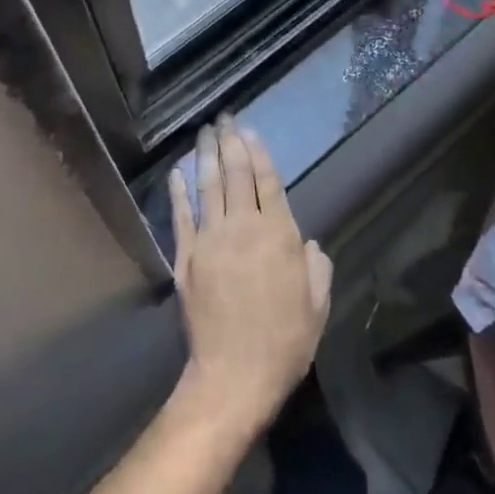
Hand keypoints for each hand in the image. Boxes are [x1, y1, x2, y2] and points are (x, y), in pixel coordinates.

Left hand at [169, 117, 331, 441]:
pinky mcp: (186, 259)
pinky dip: (178, 191)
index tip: (249, 130)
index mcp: (279, 235)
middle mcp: (244, 228)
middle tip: (225, 117)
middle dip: (231, 142)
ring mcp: (210, 241)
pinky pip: (181, 217)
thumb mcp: (317, 305)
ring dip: (206, 155)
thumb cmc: (284, 341)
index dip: (258, 152)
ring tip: (205, 131)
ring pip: (208, 187)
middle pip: (236, 174)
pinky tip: (177, 171)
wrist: (234, 376)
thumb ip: (316, 267)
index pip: (268, 181)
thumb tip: (308, 244)